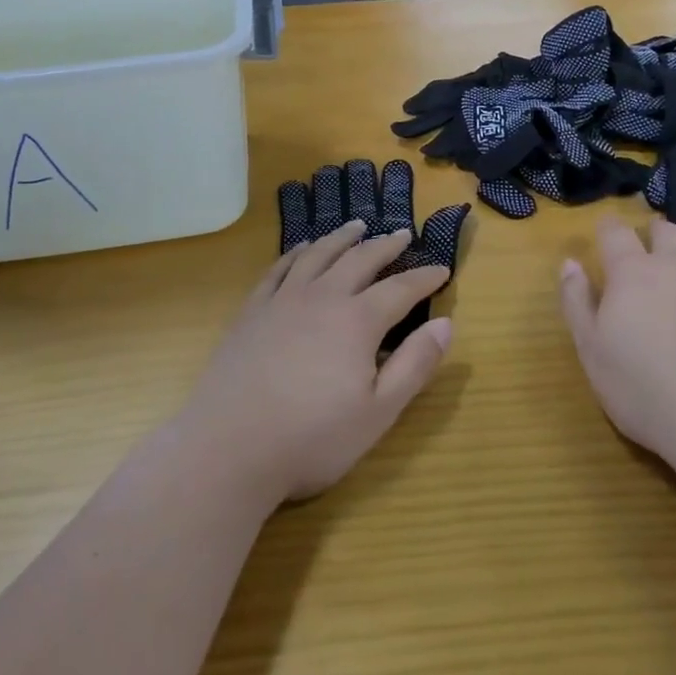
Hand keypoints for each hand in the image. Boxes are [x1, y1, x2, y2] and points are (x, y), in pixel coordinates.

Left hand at [179, 221, 451, 504]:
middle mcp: (322, 297)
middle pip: (360, 260)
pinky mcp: (252, 310)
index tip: (441, 269)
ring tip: (356, 226)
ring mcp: (283, 300)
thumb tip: (446, 323)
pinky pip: (279, 268)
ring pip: (318, 255)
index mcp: (357, 321)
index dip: (424, 278)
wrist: (229, 447)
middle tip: (402, 234)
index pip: (401, 289)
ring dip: (341, 238)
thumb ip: (414, 365)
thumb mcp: (378, 412)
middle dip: (385, 246)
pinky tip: (302, 249)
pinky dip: (296, 253)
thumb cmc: (312, 438)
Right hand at [558, 214, 675, 463]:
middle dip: (650, 234)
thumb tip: (570, 263)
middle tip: (645, 250)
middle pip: (662, 230)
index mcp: (631, 273)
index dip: (607, 229)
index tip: (604, 234)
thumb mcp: (591, 352)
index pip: (614, 233)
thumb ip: (576, 302)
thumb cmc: (646, 392)